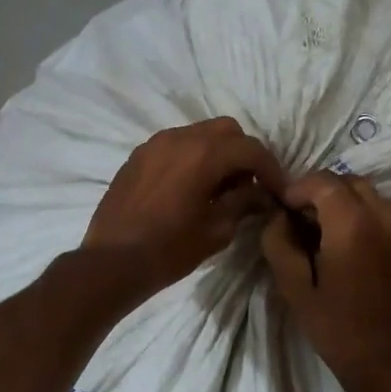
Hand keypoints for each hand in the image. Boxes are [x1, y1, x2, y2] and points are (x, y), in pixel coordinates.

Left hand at [82, 118, 285, 299]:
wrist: (112, 261)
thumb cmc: (170, 249)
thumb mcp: (217, 230)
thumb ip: (243, 203)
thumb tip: (261, 194)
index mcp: (204, 154)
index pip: (251, 149)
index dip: (271, 169)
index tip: (278, 191)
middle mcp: (180, 137)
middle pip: (226, 130)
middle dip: (244, 153)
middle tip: (250, 184)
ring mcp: (155, 143)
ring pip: (199, 133)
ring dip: (217, 152)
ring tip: (221, 186)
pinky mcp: (138, 155)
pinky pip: (175, 144)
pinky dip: (192, 157)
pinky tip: (191, 186)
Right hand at [260, 171, 390, 391]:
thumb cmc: (336, 329)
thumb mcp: (293, 288)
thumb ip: (279, 241)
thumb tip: (279, 215)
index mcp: (353, 226)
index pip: (323, 181)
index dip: (299, 188)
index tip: (285, 208)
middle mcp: (388, 218)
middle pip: (351, 183)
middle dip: (325, 194)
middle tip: (307, 221)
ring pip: (375, 199)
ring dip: (350, 207)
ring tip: (335, 237)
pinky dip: (374, 223)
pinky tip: (364, 253)